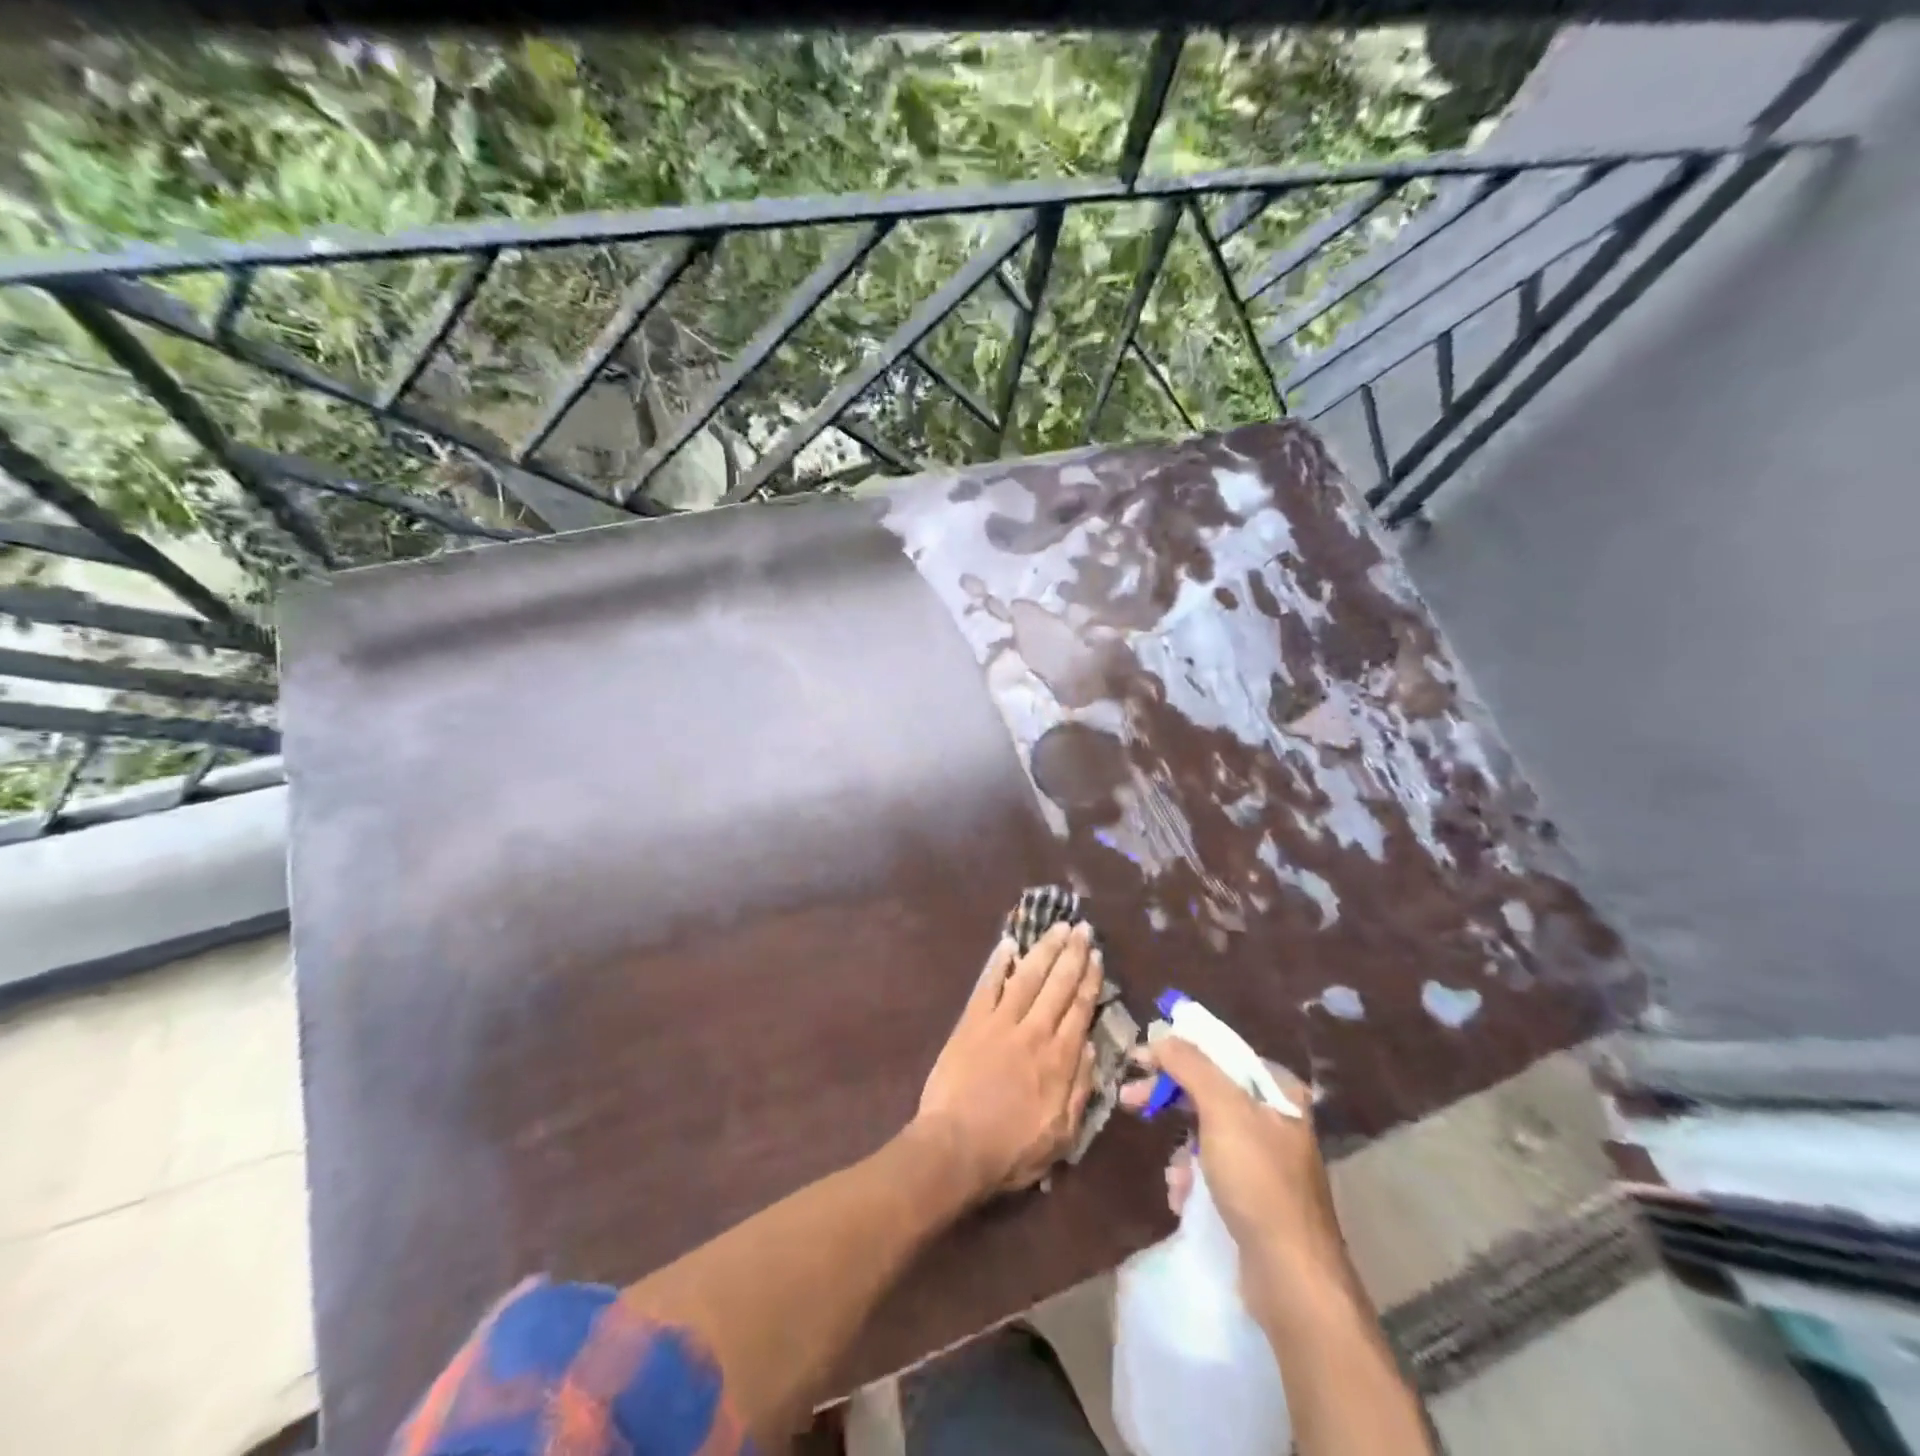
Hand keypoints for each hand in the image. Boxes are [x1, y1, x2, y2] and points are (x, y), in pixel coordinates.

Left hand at [915, 921, 1100, 1201]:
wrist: (955, 1147)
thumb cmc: (1011, 1150)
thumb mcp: (1062, 1134)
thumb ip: (1080, 1089)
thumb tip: (1093, 1047)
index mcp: (1059, 1059)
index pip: (1080, 1009)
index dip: (1089, 979)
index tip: (1096, 955)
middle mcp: (1034, 1031)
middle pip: (1058, 984)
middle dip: (1072, 953)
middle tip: (1082, 928)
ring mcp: (1000, 1022)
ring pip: (1027, 976)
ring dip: (1044, 948)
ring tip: (1057, 926)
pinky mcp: (971, 1022)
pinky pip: (987, 984)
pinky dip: (998, 962)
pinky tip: (1008, 944)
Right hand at [1121, 1037, 1348, 1321]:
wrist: (1292, 1280)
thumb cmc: (1259, 1183)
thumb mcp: (1223, 1110)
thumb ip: (1190, 1065)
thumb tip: (1161, 1035)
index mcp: (1278, 1091)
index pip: (1220, 1052)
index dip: (1177, 1050)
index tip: (1140, 1059)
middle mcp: (1276, 1121)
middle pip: (1209, 1090)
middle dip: (1169, 1096)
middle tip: (1129, 1098)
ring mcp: (1266, 1162)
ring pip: (1206, 1133)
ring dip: (1181, 1148)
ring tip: (1172, 1173)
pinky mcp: (1255, 1199)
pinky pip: (1212, 1170)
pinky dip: (1192, 1178)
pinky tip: (1183, 1196)